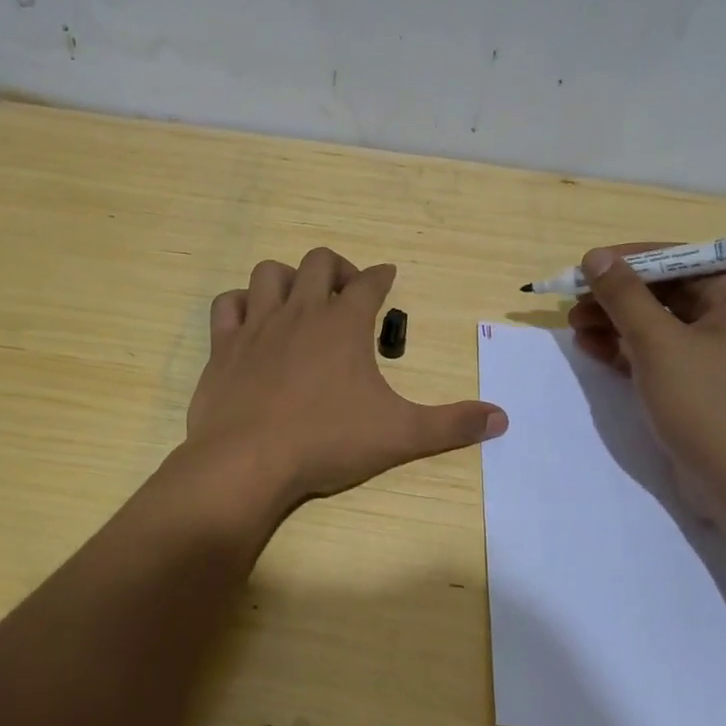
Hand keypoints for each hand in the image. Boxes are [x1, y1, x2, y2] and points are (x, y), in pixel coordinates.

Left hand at [185, 248, 507, 506]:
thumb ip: (451, 424)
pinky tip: (250, 321)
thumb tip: (502, 419)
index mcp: (343, 325)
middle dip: (338, 269)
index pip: (370, 283)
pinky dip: (240, 304)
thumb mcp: (400, 435)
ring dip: (288, 278)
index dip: (382, 276)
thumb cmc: (327, 443)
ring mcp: (257, 326)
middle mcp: (300, 313)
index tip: (388, 275)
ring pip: (269, 273)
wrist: (247, 463)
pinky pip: (227, 305)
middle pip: (319, 262)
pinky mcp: (223, 347)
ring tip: (300, 301)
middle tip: (347, 294)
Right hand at [568, 244, 725, 513]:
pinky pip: (658, 354)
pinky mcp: (698, 385)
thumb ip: (624, 296)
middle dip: (617, 297)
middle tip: (574, 303)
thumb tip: (596, 256)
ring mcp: (716, 356)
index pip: (680, 261)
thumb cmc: (705, 403)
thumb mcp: (657, 342)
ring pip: (658, 325)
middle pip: (666, 293)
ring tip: (575, 327)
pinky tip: (591, 349)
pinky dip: (626, 350)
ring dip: (615, 323)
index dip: (630, 261)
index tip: (587, 268)